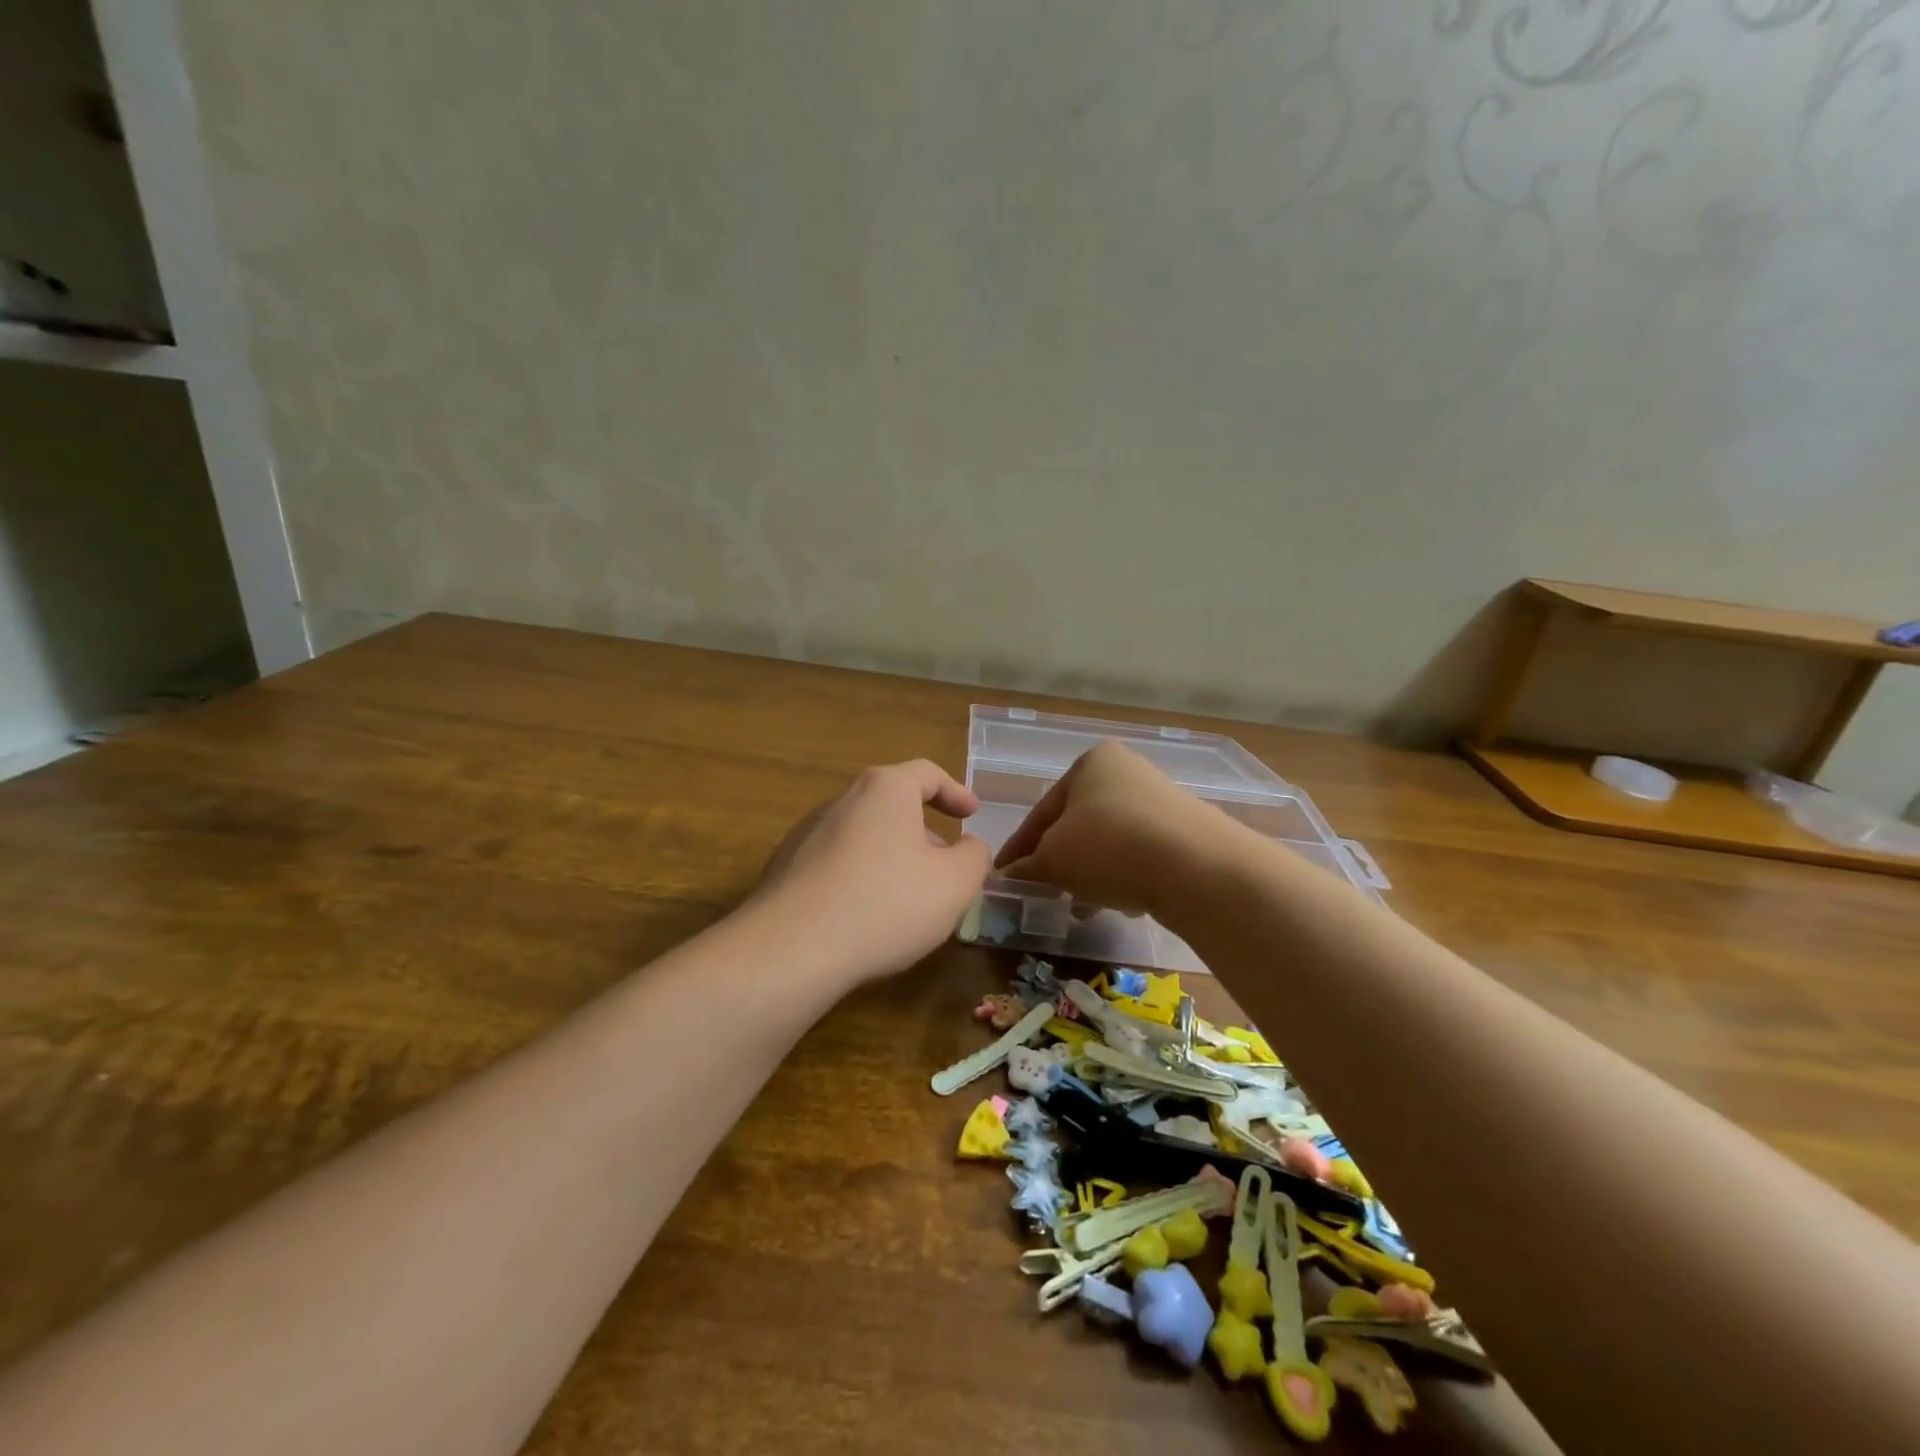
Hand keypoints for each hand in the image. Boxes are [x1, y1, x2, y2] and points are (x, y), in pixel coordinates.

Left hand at [758, 760, 991, 985]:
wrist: (792, 948)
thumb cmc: (886, 903)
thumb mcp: (954, 883)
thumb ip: (974, 857)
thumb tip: (969, 847)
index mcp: (885, 790)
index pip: (927, 773)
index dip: (955, 792)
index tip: (972, 815)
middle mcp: (842, 800)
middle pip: (892, 804)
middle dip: (924, 831)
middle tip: (945, 865)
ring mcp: (808, 833)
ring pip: (864, 836)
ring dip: (892, 857)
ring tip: (908, 897)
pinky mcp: (786, 868)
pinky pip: (837, 863)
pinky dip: (861, 878)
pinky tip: (867, 917)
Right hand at [993, 741, 1236, 919]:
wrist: (1197, 866)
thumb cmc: (1109, 846)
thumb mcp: (1053, 859)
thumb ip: (1026, 867)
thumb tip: (1006, 876)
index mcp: (1091, 764)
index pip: (1042, 810)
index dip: (1019, 847)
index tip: (1002, 875)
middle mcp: (1127, 772)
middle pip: (1078, 824)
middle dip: (1058, 861)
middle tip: (1043, 891)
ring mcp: (1161, 800)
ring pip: (1109, 842)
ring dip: (1089, 873)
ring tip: (1080, 907)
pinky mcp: (1186, 832)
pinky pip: (1140, 854)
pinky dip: (1123, 875)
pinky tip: (1120, 902)